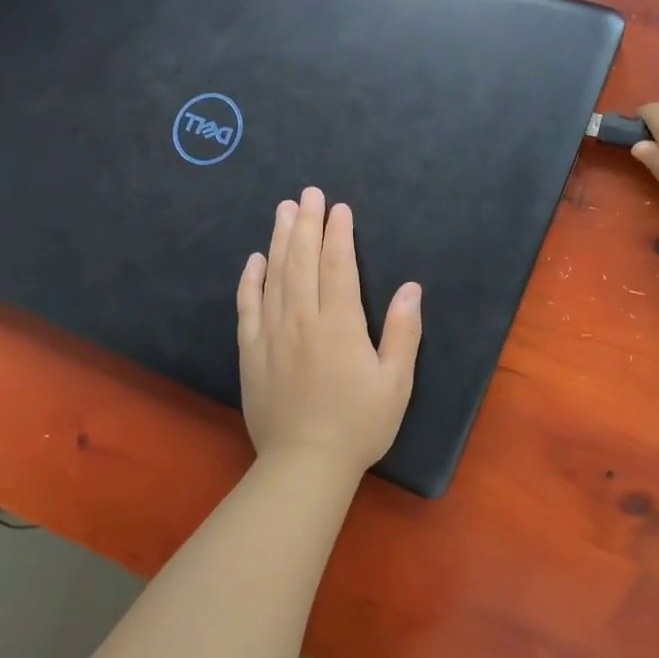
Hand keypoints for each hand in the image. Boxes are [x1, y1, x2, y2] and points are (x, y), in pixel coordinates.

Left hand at [237, 187, 422, 479]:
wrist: (304, 464)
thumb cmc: (359, 424)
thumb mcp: (395, 383)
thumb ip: (403, 333)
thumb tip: (411, 289)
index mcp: (340, 325)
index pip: (339, 266)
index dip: (339, 234)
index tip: (339, 208)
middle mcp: (302, 319)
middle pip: (303, 261)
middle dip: (307, 223)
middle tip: (308, 193)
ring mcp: (272, 334)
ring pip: (274, 276)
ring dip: (280, 240)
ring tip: (283, 210)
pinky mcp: (251, 351)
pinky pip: (248, 306)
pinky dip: (251, 280)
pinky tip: (255, 260)